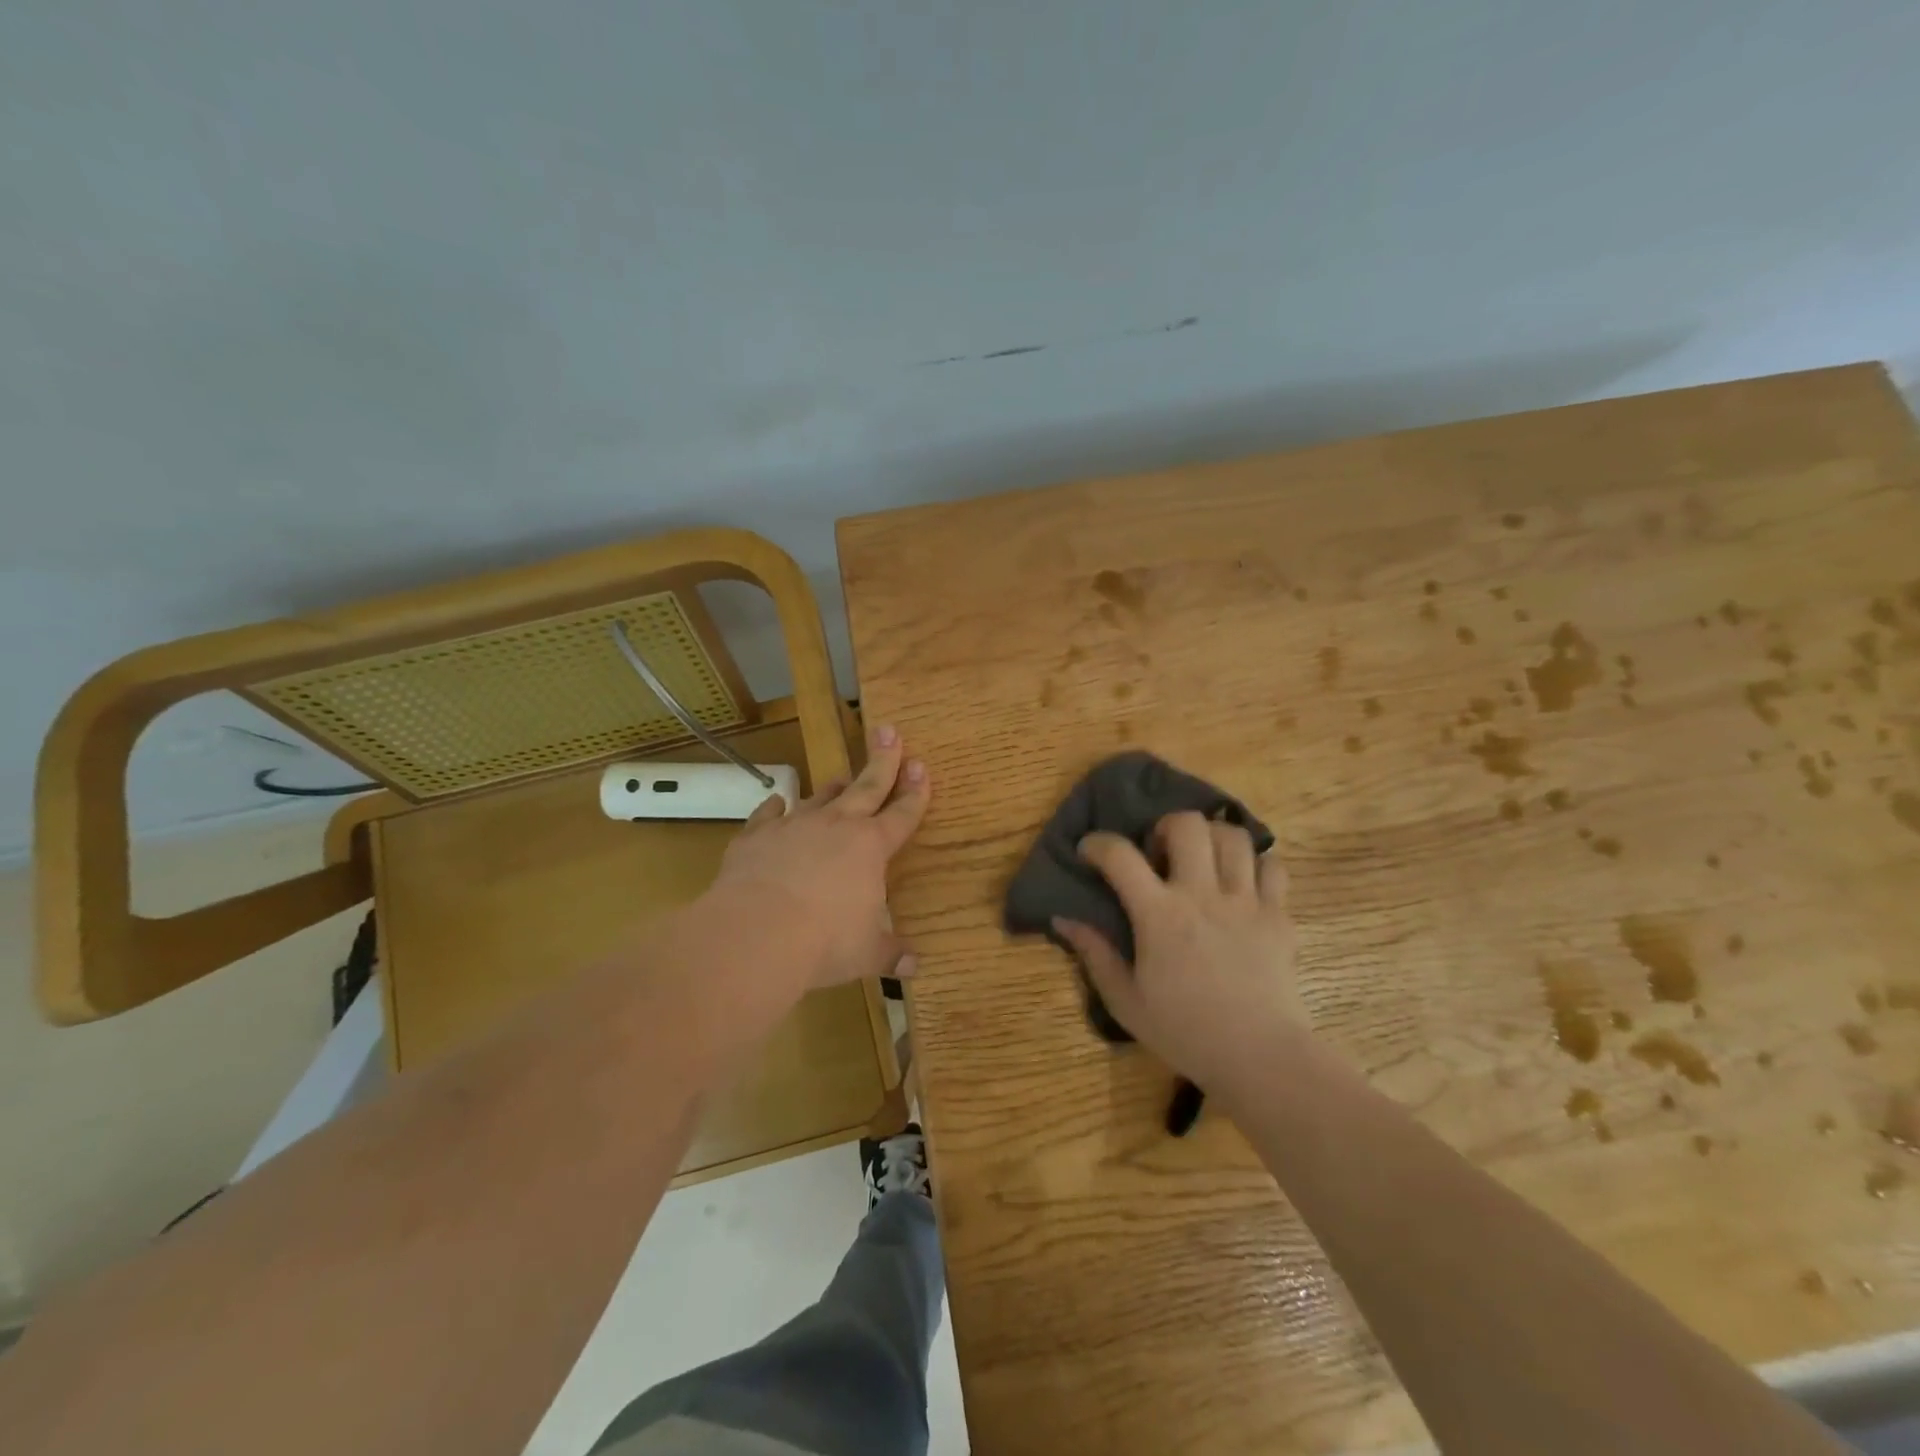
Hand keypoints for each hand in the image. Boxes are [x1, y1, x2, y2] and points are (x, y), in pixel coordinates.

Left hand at [704, 723, 929, 994]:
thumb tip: (914, 968)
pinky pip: (768, 814)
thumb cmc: (825, 943)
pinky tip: (776, 804)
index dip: (916, 791)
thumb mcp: (866, 954)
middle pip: (867, 785)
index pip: (902, 813)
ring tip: (839, 777)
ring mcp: (794, 825)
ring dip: (833, 787)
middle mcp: (836, 826)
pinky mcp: (756, 835)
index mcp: (871, 847)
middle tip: (889, 730)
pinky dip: (775, 808)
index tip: (922, 766)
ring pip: (820, 796)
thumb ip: (890, 954)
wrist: (756, 933)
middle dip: (882, 758)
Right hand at [1053, 812, 1302, 1098]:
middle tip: (1160, 853)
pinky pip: (1273, 866)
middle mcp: (1202, 895)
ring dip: (1212, 839)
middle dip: (1166, 826)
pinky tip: (1243, 883)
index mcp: (1159, 915)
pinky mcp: (1279, 914)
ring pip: (1233, 836)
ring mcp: (1246, 901)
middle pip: (1187, 825)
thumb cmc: (1185, 1032)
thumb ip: (1094, 954)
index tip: (1090, 852)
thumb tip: (1063, 919)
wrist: (1260, 1057)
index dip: (1098, 843)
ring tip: (1202, 861)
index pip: (1120, 855)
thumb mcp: (1125, 1001)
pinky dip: (1256, 864)